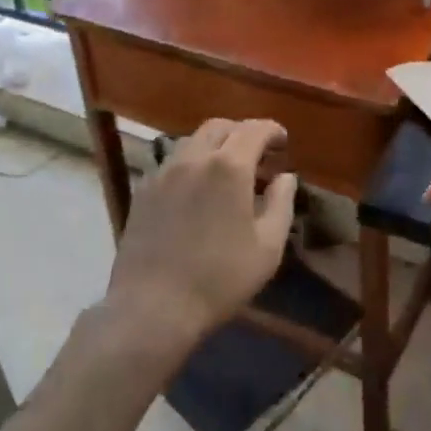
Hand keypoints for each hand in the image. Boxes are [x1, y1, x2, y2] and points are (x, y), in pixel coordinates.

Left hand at [104, 118, 296, 363]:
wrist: (153, 305)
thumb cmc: (220, 279)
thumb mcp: (268, 248)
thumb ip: (282, 204)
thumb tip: (286, 177)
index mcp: (229, 167)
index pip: (254, 130)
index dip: (272, 131)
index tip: (283, 142)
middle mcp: (194, 157)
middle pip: (220, 126)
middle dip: (243, 133)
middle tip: (257, 155)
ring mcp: (164, 171)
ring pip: (193, 140)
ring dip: (215, 145)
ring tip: (227, 171)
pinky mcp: (144, 188)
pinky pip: (172, 161)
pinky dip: (192, 162)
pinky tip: (197, 189)